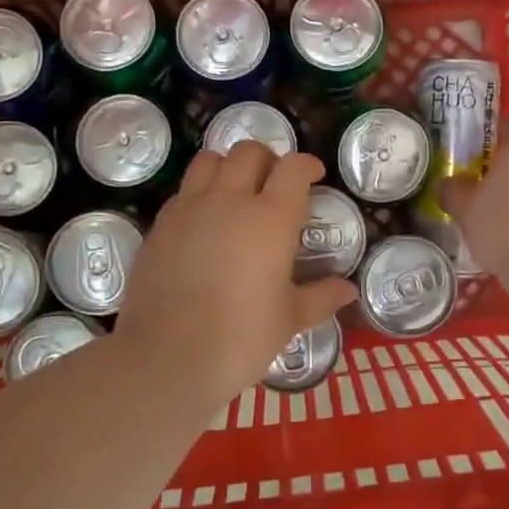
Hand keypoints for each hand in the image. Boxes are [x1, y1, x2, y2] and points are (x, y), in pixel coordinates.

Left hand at [115, 142, 357, 403]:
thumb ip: (320, 297)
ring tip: (236, 191)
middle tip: (275, 183)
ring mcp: (190, 208)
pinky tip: (205, 222)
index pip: (293, 167)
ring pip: (209, 160)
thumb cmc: (240, 338)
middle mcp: (230, 200)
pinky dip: (199, 192)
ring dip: (228, 166)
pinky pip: (184, 191)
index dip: (307, 165)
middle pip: (248, 151)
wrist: (166, 357)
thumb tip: (348, 290)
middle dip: (268, 159)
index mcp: (271, 217)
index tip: (314, 176)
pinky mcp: (160, 225)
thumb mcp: (289, 319)